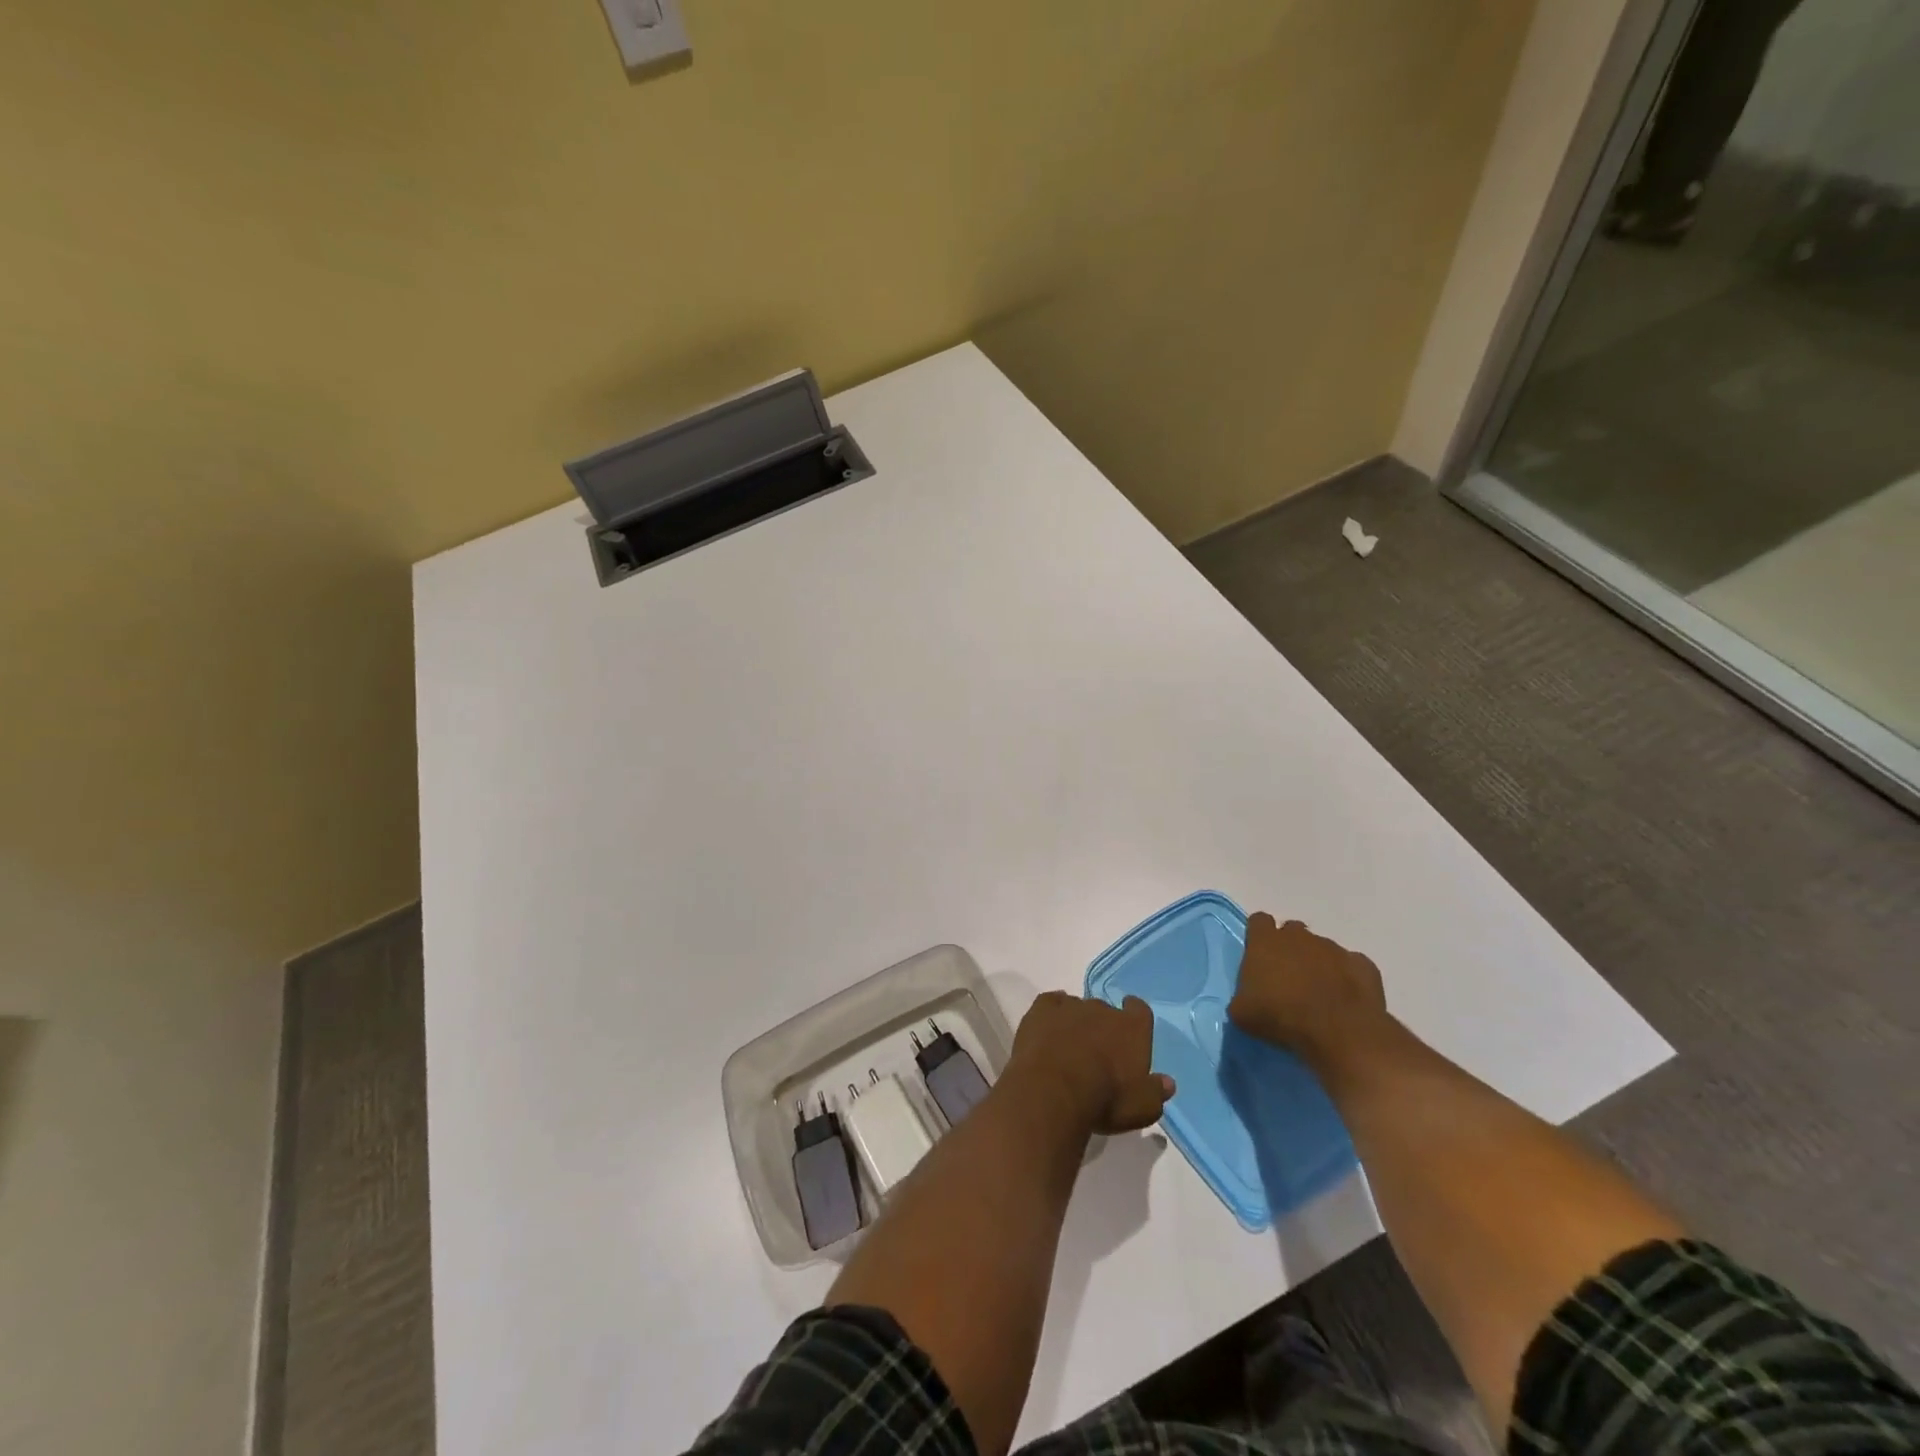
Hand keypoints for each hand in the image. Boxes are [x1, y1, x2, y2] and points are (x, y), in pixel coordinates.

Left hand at [1005, 992, 1173, 1135]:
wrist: (1053, 1091)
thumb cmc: (1105, 1100)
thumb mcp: (1142, 1108)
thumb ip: (1156, 1092)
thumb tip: (1167, 1082)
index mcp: (1132, 1028)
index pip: (1140, 1011)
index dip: (1135, 1015)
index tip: (1132, 1025)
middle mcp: (1103, 1009)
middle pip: (1106, 1011)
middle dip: (1103, 1027)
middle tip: (1097, 1052)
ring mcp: (1071, 1006)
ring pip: (1078, 1007)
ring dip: (1076, 1022)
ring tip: (1069, 1046)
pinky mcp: (1042, 1009)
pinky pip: (1051, 1003)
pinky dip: (1052, 1012)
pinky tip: (1050, 1025)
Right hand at [1228, 914, 1388, 1062]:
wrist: (1338, 1031)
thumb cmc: (1281, 1016)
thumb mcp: (1242, 1013)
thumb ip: (1242, 997)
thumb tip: (1247, 1000)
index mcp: (1265, 941)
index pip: (1258, 921)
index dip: (1258, 936)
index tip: (1259, 955)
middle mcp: (1299, 937)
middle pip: (1292, 931)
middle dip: (1290, 948)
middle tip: (1288, 977)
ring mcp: (1334, 948)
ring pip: (1322, 948)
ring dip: (1318, 964)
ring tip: (1319, 994)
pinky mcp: (1363, 965)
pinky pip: (1351, 965)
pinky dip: (1347, 977)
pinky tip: (1344, 999)